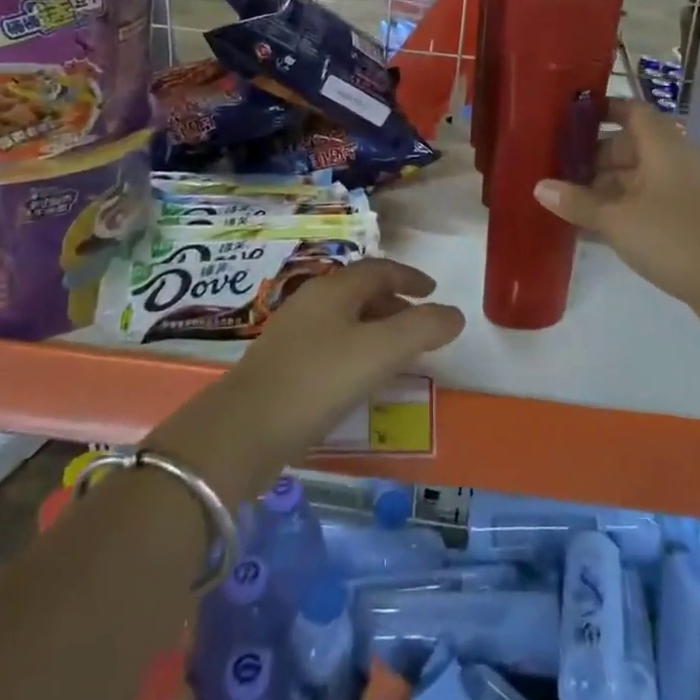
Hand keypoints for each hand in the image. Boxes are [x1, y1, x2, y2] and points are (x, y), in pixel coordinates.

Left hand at [147, 259, 462, 500]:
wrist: (243, 430)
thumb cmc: (318, 380)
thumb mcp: (380, 352)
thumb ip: (423, 329)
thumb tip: (455, 314)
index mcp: (335, 289)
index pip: (379, 269)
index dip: (409, 277)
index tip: (433, 291)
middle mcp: (312, 301)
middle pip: (360, 292)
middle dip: (394, 303)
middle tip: (420, 324)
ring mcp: (292, 333)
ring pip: (344, 319)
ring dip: (375, 328)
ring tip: (396, 354)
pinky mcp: (281, 365)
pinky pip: (330, 344)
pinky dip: (355, 350)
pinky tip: (359, 379)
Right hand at [534, 98, 699, 327]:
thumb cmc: (672, 237)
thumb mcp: (616, 219)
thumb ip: (577, 201)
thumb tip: (539, 186)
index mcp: (662, 146)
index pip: (631, 110)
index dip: (602, 109)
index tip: (568, 117)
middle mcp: (673, 160)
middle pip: (629, 145)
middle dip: (593, 154)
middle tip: (556, 165)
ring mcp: (680, 191)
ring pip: (634, 176)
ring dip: (603, 184)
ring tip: (564, 197)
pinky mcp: (683, 219)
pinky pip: (643, 202)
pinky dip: (618, 207)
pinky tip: (589, 225)